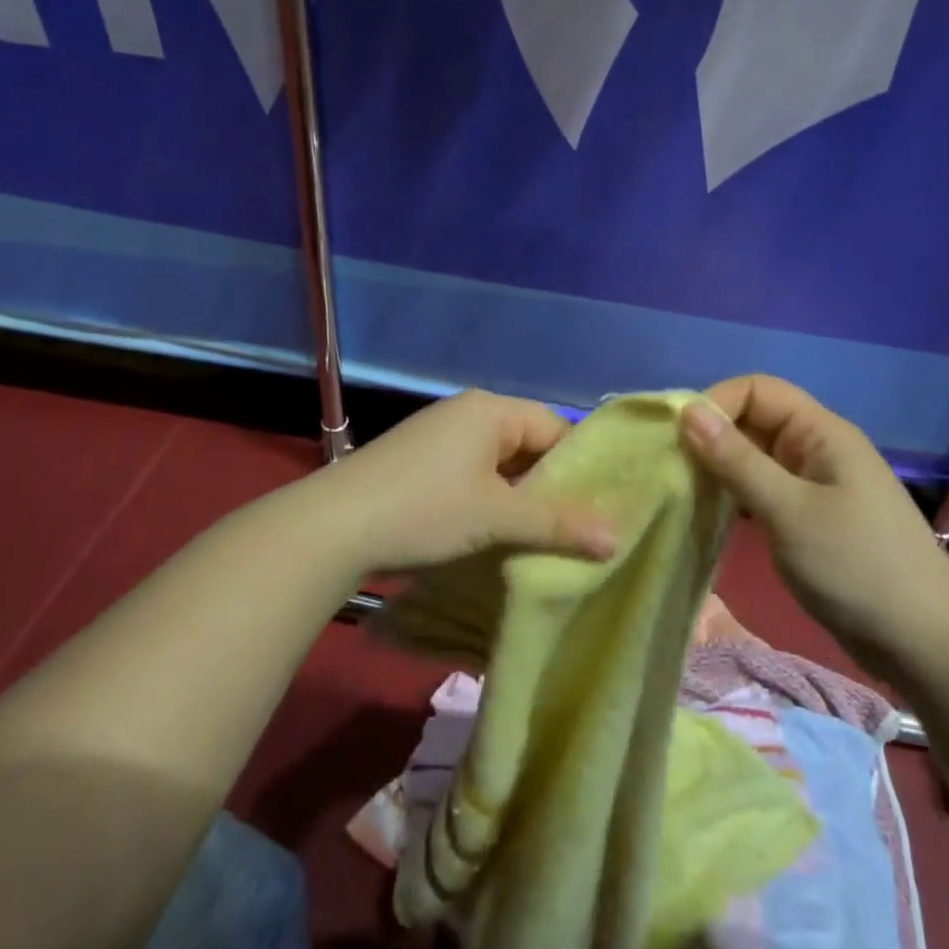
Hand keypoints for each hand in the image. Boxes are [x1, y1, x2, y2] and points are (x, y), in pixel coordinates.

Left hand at [313, 389, 616, 575]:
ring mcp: (439, 435)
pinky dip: (488, 499)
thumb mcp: (497, 518)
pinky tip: (492, 532)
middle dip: (548, 486)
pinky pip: (472, 474)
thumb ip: (557, 525)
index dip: (578, 468)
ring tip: (537, 537)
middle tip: (572, 529)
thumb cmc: (425, 510)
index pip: (555, 428)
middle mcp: (467, 412)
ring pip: (499, 464)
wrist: (331, 528)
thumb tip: (616, 539)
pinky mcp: (419, 461)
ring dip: (517, 497)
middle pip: (527, 444)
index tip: (596, 509)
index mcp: (491, 409)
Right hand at [680, 376, 948, 662]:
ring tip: (682, 493)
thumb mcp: (788, 511)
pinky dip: (735, 496)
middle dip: (712, 437)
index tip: (678, 440)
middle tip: (671, 470)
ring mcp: (814, 484)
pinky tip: (710, 516)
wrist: (925, 643)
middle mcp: (816, 448)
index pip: (756, 390)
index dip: (715, 403)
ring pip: (755, 458)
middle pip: (754, 420)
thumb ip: (736, 460)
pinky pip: (763, 490)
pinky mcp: (810, 517)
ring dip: (720, 469)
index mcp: (820, 432)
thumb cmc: (856, 567)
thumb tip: (688, 412)